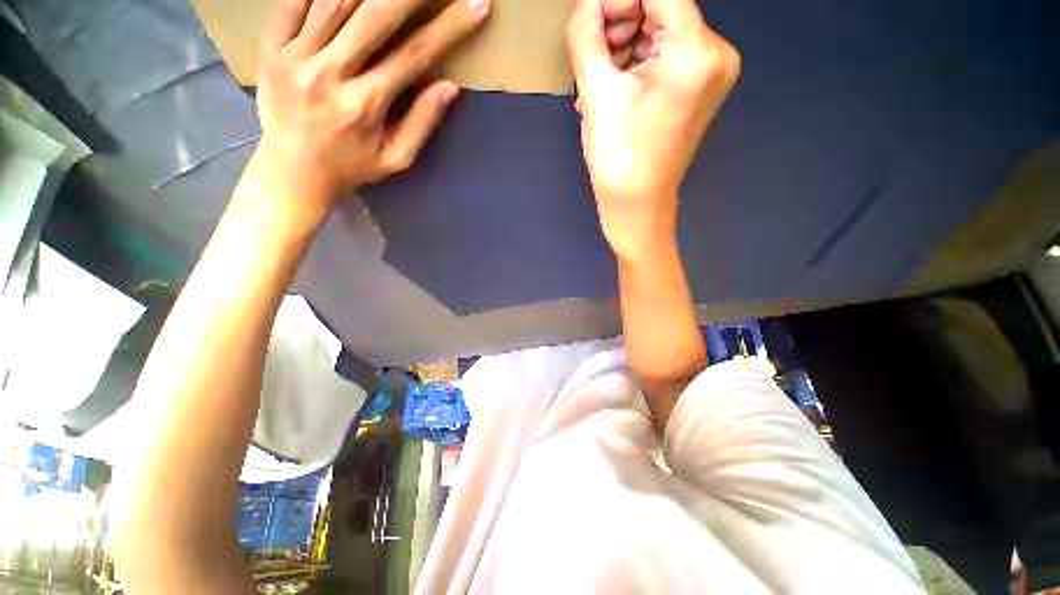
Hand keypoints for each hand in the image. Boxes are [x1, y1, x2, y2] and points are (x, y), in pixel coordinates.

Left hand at [248, 0, 490, 219]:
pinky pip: (293, 0)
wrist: (293, 172)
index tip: (476, 5)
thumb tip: (449, 87)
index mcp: (366, 105)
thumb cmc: (352, 167)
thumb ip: (421, 122)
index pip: (415, 55)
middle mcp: (330, 73)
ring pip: (334, 0)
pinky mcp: (271, 48)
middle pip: (374, 15)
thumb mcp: (396, 157)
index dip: (449, 28)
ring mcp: (295, 56)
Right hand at [567, 0, 738, 260]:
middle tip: (590, 59)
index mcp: (696, 51)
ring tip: (598, 82)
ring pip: (660, 31)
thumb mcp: (597, 93)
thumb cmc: (618, 158)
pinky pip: (664, 55)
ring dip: (623, 46)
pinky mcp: (699, 87)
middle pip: (661, 8)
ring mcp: (711, 72)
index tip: (586, 19)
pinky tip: (614, 88)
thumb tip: (585, 2)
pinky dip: (635, 62)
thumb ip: (586, 34)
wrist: (637, 206)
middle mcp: (715, 53)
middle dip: (618, 23)